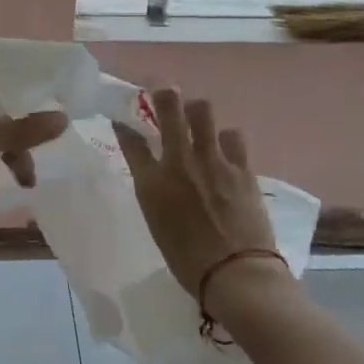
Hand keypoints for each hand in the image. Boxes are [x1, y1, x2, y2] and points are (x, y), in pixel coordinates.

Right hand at [114, 89, 290, 315]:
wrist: (235, 273)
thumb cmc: (188, 261)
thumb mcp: (158, 225)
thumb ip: (155, 194)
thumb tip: (158, 179)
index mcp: (152, 183)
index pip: (131, 141)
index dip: (124, 127)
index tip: (122, 122)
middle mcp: (179, 162)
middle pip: (169, 107)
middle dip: (163, 93)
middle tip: (163, 90)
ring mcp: (213, 160)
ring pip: (203, 111)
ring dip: (197, 111)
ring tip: (198, 117)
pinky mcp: (242, 167)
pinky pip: (233, 136)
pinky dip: (227, 139)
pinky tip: (226, 148)